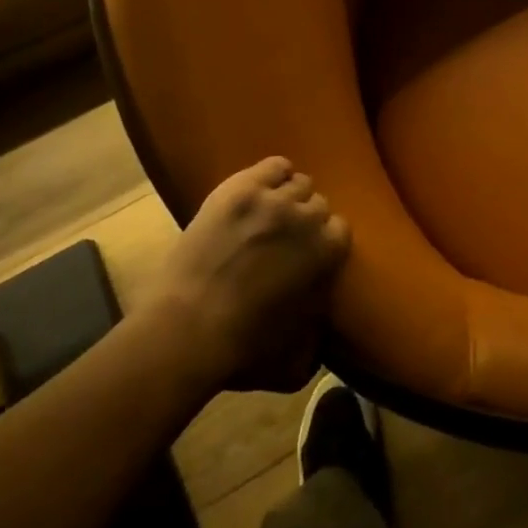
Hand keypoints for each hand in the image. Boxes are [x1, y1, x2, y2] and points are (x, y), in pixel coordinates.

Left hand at [150, 157, 349, 393]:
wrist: (187, 330)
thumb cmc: (244, 350)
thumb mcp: (294, 361)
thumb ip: (317, 340)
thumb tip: (322, 332)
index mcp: (327, 252)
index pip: (340, 229)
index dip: (324, 241)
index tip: (308, 254)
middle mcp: (307, 217)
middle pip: (318, 203)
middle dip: (306, 220)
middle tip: (285, 237)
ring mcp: (272, 200)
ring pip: (297, 182)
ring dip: (289, 197)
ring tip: (270, 214)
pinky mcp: (240, 188)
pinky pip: (273, 166)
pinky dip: (273, 175)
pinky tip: (262, 189)